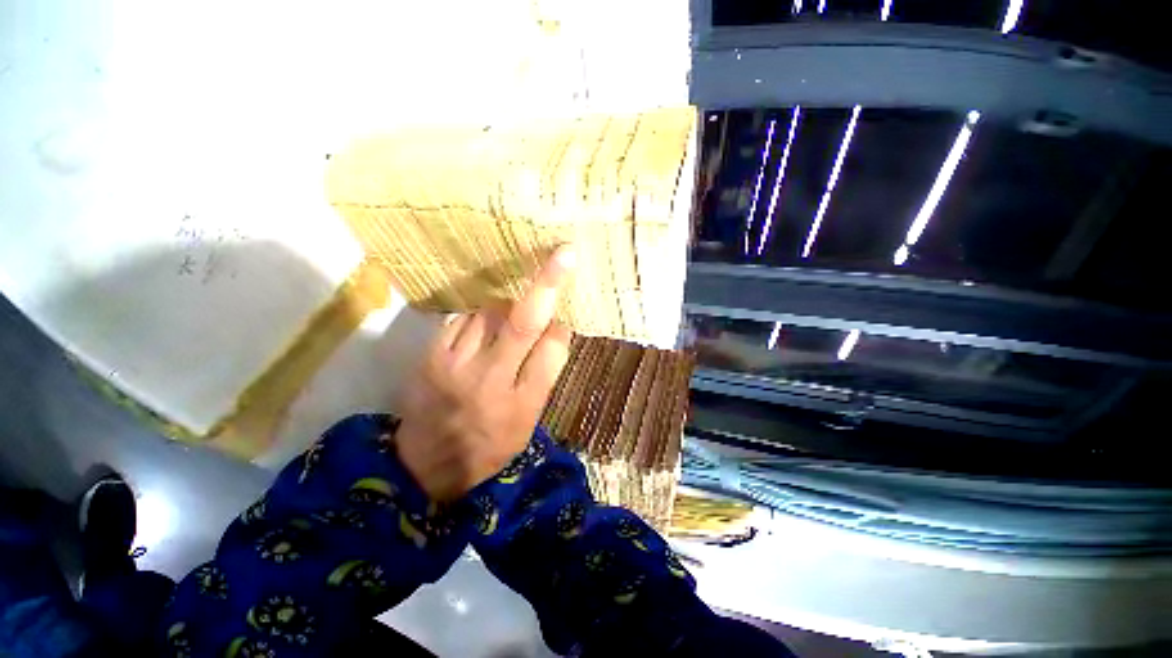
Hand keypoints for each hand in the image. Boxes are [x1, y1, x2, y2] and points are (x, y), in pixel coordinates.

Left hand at [395, 247, 576, 501]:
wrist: (425, 463)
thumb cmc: (489, 444)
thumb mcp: (528, 422)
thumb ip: (544, 375)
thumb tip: (556, 329)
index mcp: (521, 404)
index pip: (552, 351)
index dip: (560, 330)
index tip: (561, 324)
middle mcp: (489, 380)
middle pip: (523, 322)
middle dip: (546, 284)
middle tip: (563, 254)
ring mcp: (455, 364)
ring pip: (492, 312)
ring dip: (508, 307)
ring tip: (508, 322)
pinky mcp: (431, 354)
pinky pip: (464, 317)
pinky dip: (480, 316)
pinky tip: (482, 329)